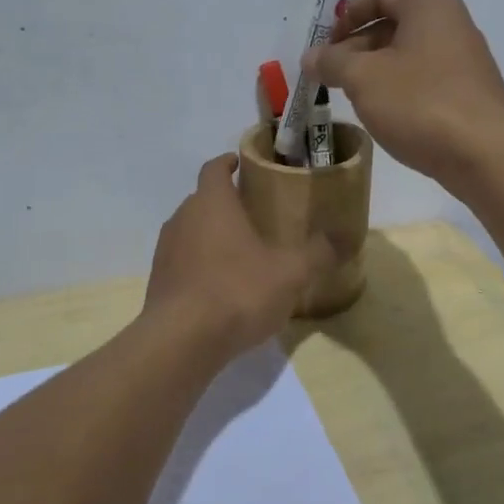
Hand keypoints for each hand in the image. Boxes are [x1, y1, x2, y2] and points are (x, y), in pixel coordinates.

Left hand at [144, 155, 335, 358]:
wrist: (181, 341)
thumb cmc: (238, 291)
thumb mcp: (290, 273)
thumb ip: (317, 253)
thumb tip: (344, 237)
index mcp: (212, 203)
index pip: (214, 168)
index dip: (228, 163)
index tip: (242, 164)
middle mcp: (183, 218)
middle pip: (203, 199)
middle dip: (226, 203)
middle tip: (255, 215)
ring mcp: (166, 250)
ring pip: (191, 231)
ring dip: (211, 236)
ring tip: (241, 253)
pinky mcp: (159, 281)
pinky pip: (183, 262)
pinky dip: (200, 266)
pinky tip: (222, 288)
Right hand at [305, 0, 503, 183]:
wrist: (483, 155)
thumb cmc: (419, 103)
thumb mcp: (363, 78)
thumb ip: (332, 62)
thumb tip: (311, 56)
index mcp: (430, 6)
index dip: (347, 14)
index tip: (325, 44)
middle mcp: (453, 24)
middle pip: (394, 24)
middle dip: (357, 48)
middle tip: (331, 77)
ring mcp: (466, 59)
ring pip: (409, 55)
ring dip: (376, 71)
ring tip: (353, 98)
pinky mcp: (470, 92)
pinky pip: (426, 79)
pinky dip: (400, 89)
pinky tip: (387, 115)